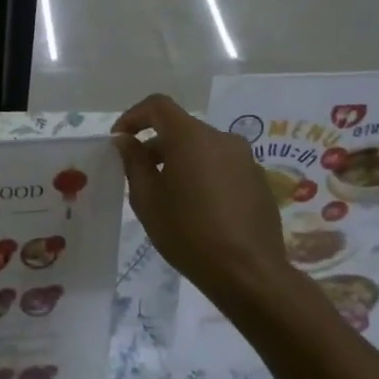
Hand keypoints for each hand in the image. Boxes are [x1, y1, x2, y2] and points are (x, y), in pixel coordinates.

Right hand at [111, 95, 293, 309]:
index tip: (120, 140)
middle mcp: (222, 138)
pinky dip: (203, 174)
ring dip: (180, 160)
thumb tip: (125, 140)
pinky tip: (197, 208)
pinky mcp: (258, 180)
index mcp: (191, 137)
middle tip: (138, 174)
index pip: (158, 106)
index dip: (134, 116)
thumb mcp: (147, 199)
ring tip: (167, 194)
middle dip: (155, 144)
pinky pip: (222, 165)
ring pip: (202, 148)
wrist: (248, 272)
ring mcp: (245, 159)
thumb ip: (134, 162)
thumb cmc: (187, 233)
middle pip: (181, 128)